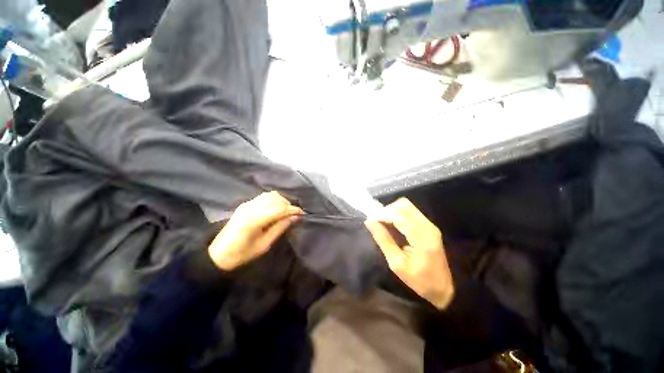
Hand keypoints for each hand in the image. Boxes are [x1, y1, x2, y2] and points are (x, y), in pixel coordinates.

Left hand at [208, 191, 301, 270]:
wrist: (218, 254)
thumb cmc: (242, 254)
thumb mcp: (264, 245)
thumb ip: (280, 228)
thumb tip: (295, 217)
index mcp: (254, 220)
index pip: (279, 209)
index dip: (292, 210)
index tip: (302, 213)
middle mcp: (251, 207)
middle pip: (276, 199)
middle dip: (288, 205)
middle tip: (294, 215)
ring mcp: (247, 204)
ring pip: (270, 195)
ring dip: (281, 201)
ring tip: (286, 211)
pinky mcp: (245, 204)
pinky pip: (264, 196)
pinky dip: (274, 199)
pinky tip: (276, 208)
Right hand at [365, 198, 454, 309]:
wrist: (443, 288)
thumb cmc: (419, 280)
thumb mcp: (397, 263)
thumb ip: (383, 239)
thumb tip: (369, 221)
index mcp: (421, 237)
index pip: (399, 214)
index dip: (382, 214)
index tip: (370, 220)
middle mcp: (427, 226)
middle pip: (403, 205)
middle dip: (387, 210)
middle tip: (377, 222)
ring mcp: (429, 224)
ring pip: (406, 206)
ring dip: (392, 211)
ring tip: (383, 223)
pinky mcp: (428, 225)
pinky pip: (410, 211)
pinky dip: (398, 214)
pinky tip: (392, 224)